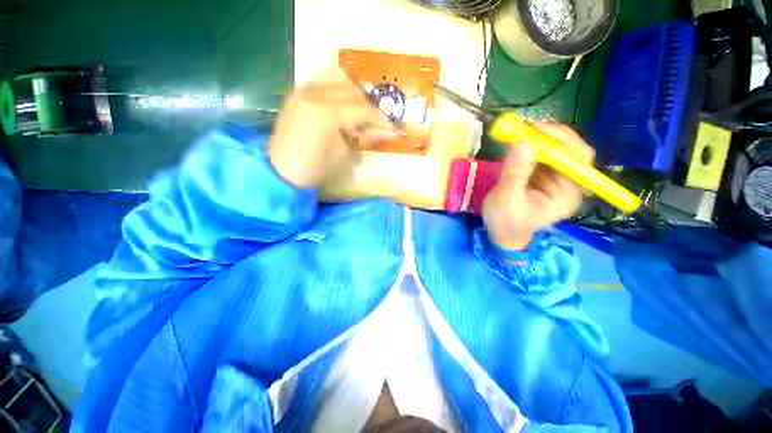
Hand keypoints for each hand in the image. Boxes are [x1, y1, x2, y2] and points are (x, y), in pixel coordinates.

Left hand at [269, 69, 397, 188]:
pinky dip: (337, 91)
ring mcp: (303, 92)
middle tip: (377, 123)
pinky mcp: (297, 95)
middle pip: (352, 93)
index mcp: (327, 113)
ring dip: (354, 96)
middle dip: (368, 108)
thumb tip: (382, 130)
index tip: (392, 128)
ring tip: (361, 113)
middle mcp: (314, 94)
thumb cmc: (314, 169)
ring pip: (337, 82)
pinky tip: (344, 104)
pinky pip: (322, 83)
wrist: (280, 173)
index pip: (361, 110)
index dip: (379, 120)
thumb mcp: (344, 155)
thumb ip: (363, 137)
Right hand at [482, 123, 593, 251]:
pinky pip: (539, 155)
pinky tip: (514, 144)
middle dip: (547, 136)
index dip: (561, 140)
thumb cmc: (505, 222)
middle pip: (568, 150)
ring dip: (535, 139)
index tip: (536, 129)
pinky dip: (527, 146)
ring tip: (514, 134)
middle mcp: (568, 183)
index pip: (577, 158)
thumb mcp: (507, 200)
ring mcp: (554, 178)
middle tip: (523, 128)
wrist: (501, 233)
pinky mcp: (541, 175)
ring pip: (553, 150)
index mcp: (568, 193)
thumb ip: (515, 174)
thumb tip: (522, 143)